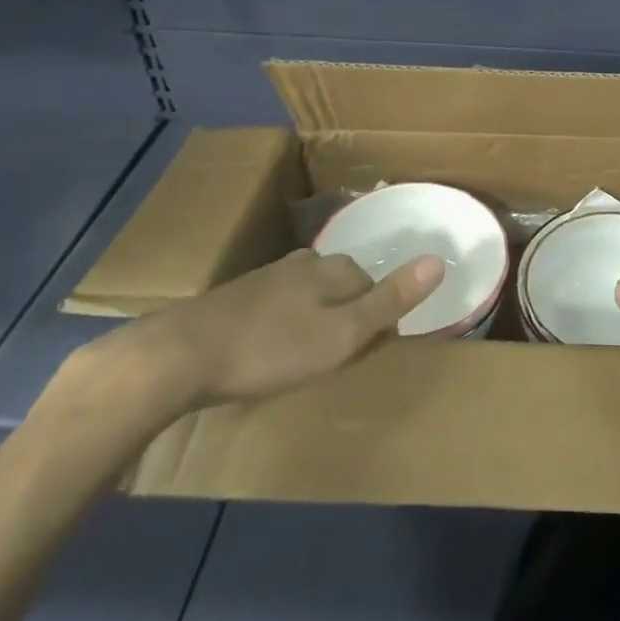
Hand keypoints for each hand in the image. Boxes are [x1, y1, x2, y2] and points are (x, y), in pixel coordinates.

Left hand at [104, 248, 442, 415]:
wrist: (179, 356)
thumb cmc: (271, 348)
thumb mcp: (341, 333)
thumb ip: (390, 300)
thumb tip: (440, 259)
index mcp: (333, 268)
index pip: (373, 284)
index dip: (376, 319)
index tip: (364, 354)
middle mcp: (303, 263)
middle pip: (342, 286)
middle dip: (346, 317)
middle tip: (335, 361)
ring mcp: (267, 277)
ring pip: (308, 296)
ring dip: (314, 322)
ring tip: (304, 361)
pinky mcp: (237, 298)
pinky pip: (277, 307)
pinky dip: (283, 328)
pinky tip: (268, 352)